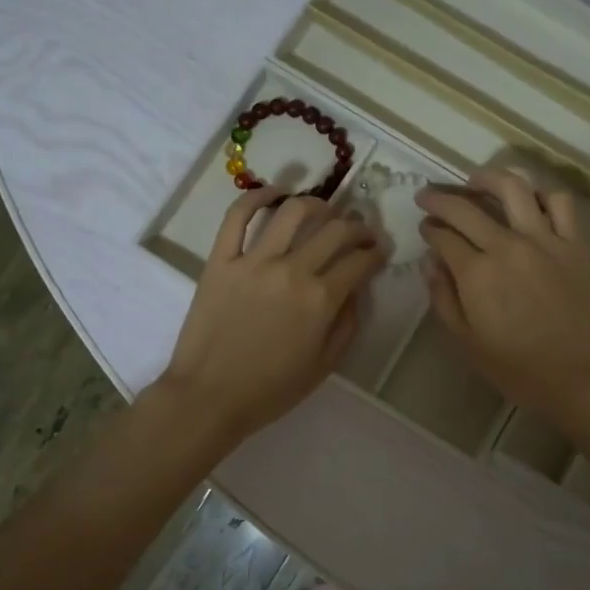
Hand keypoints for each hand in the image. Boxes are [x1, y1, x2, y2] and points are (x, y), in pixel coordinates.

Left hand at [158, 188, 387, 444]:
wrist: (209, 397)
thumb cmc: (271, 389)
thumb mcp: (325, 365)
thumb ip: (348, 323)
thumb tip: (357, 288)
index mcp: (321, 300)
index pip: (360, 260)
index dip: (377, 252)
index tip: (380, 250)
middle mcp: (292, 271)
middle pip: (335, 230)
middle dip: (357, 226)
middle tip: (360, 231)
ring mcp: (254, 260)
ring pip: (293, 211)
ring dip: (317, 204)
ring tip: (324, 210)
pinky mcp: (221, 258)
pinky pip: (237, 215)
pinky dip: (258, 196)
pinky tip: (275, 193)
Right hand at [418, 168, 589, 431]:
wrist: (582, 377)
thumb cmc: (518, 368)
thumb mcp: (467, 342)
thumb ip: (443, 298)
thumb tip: (431, 262)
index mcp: (477, 273)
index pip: (443, 236)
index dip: (429, 229)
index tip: (424, 228)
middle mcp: (508, 246)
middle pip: (467, 207)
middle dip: (440, 198)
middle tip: (429, 196)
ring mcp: (545, 240)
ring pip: (514, 188)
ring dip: (488, 178)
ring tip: (475, 181)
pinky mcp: (574, 244)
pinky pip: (560, 203)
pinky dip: (542, 194)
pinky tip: (529, 200)